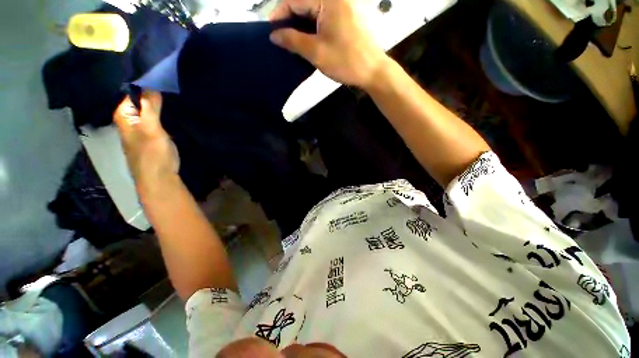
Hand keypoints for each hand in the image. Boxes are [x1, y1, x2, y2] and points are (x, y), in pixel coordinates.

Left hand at [113, 91, 178, 193]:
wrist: (159, 179)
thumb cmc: (153, 154)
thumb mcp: (152, 128)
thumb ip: (150, 106)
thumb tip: (150, 83)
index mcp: (123, 115)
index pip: (133, 91)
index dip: (147, 85)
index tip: (164, 80)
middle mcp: (129, 120)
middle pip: (141, 101)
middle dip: (155, 96)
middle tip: (173, 89)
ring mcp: (140, 129)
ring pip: (149, 111)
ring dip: (160, 106)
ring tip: (175, 98)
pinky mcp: (150, 136)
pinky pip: (155, 120)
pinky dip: (163, 116)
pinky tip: (172, 114)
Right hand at [269, 0, 387, 88]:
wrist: (373, 71)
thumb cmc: (346, 61)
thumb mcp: (316, 52)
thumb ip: (293, 40)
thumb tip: (274, 35)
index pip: (295, 0)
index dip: (279, 14)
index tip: (271, 32)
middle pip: (305, 3)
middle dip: (291, 20)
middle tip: (281, 39)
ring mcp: (344, 5)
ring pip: (314, 10)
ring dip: (302, 25)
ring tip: (293, 42)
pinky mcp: (347, 15)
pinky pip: (324, 16)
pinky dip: (314, 27)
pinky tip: (309, 39)